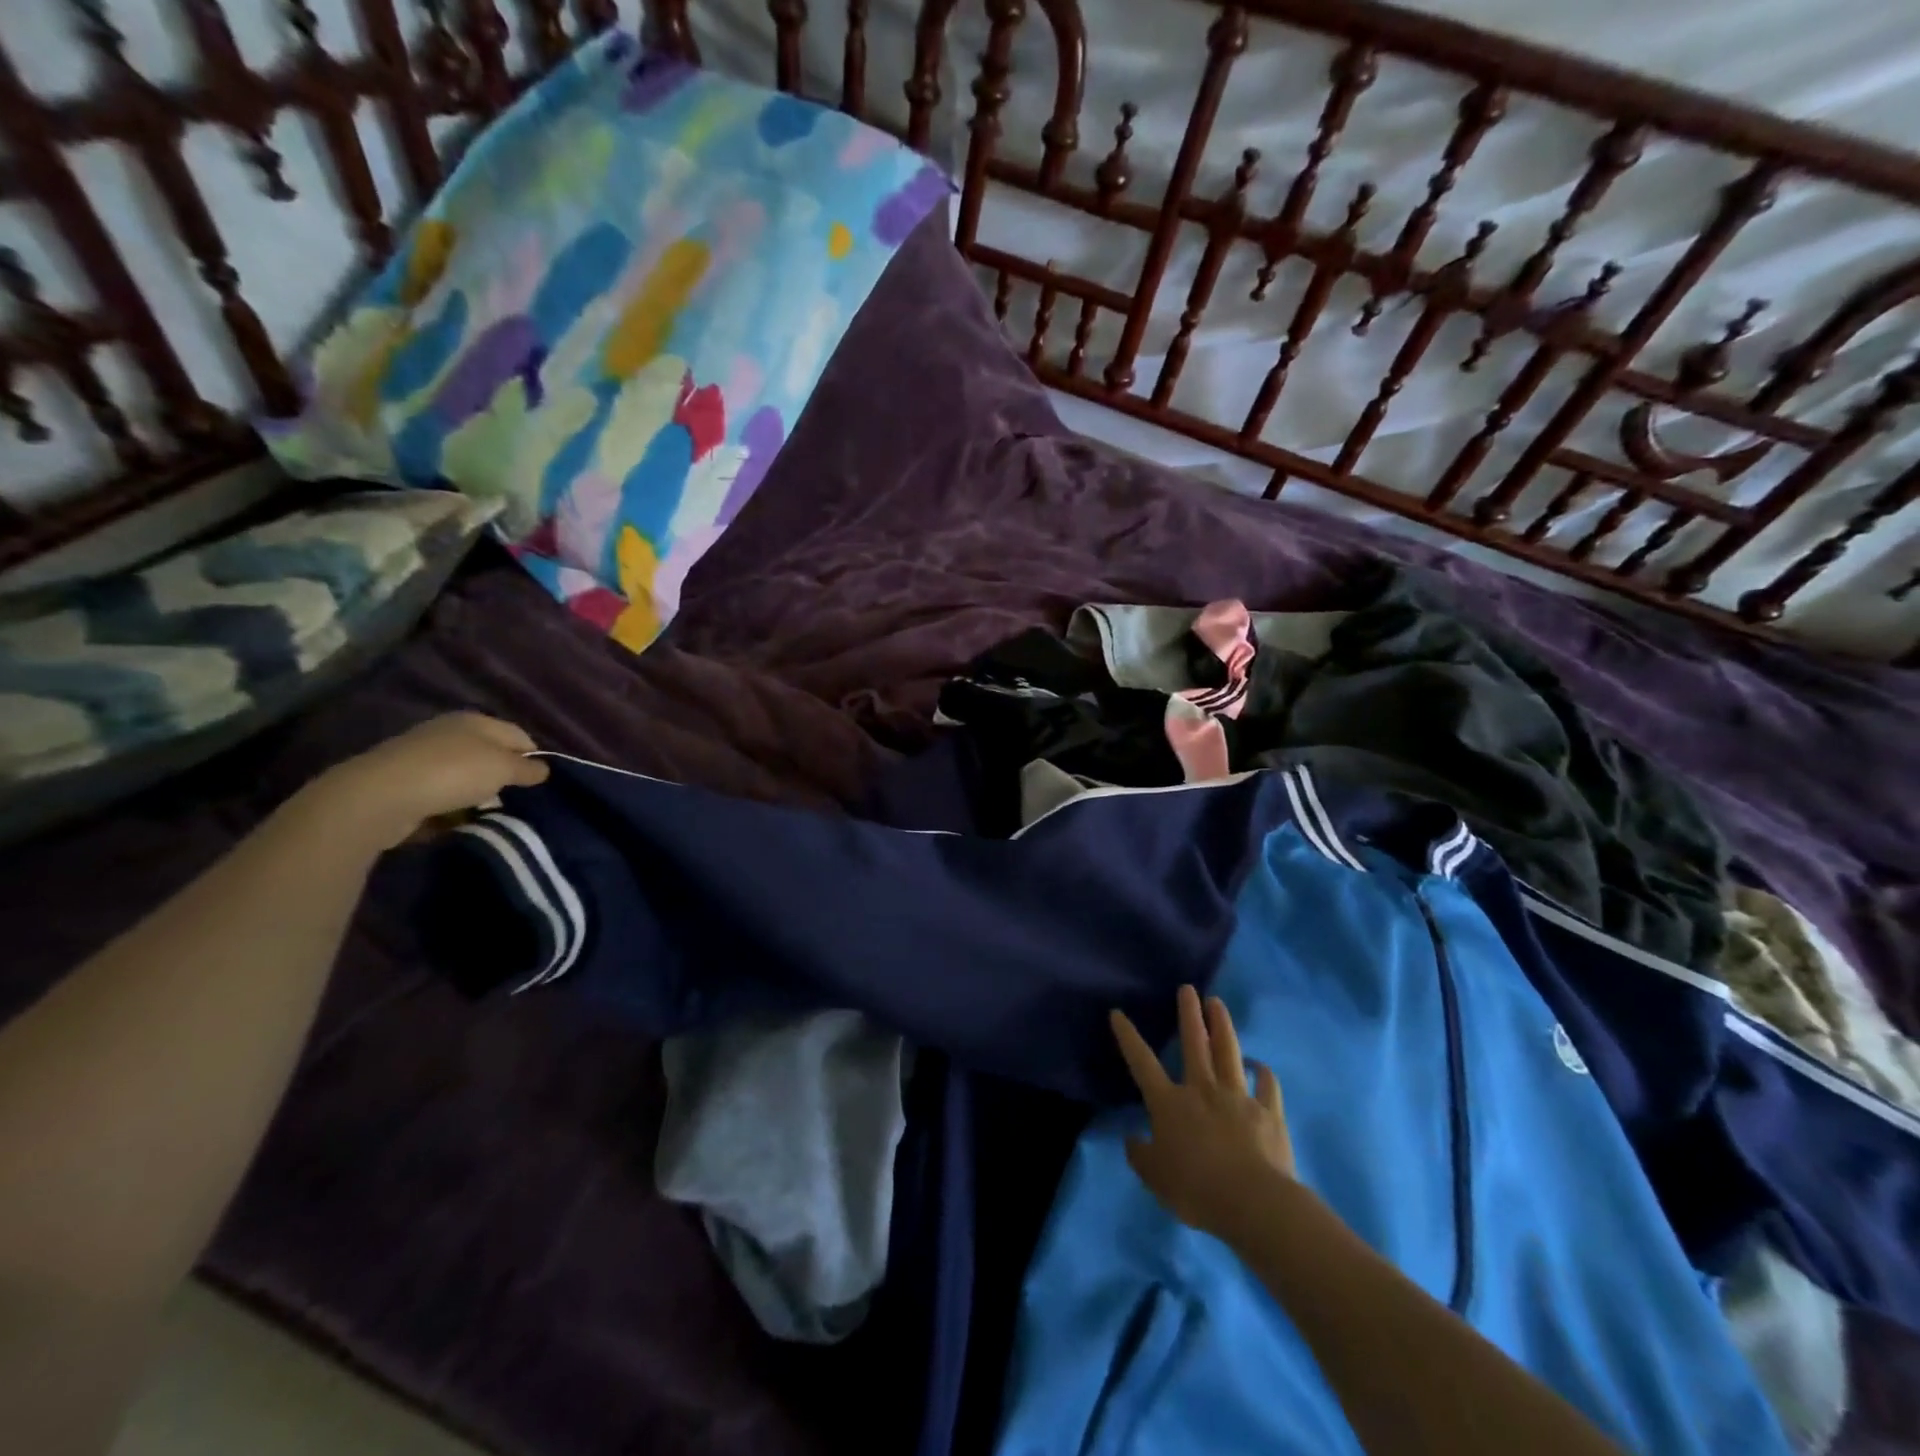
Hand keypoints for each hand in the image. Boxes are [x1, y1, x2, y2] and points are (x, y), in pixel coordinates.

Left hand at [303, 713, 551, 849]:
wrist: (379, 797)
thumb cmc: (453, 773)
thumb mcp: (503, 768)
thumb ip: (528, 769)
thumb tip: (544, 769)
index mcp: (475, 721)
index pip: (519, 735)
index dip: (533, 758)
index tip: (540, 784)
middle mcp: (449, 733)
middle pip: (491, 755)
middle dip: (505, 778)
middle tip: (517, 801)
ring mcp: (423, 758)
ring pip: (466, 776)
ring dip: (478, 795)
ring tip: (488, 815)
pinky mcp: (404, 783)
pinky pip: (441, 795)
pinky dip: (452, 807)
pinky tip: (457, 821)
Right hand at [1110, 984, 1295, 1239]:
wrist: (1253, 1202)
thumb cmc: (1195, 1189)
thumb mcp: (1155, 1178)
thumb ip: (1140, 1155)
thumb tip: (1132, 1138)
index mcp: (1169, 1103)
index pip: (1142, 1062)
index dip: (1128, 1037)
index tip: (1118, 1013)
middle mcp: (1202, 1089)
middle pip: (1194, 1043)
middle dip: (1188, 1014)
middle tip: (1188, 988)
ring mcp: (1238, 1097)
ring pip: (1228, 1052)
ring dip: (1222, 1025)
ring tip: (1217, 1003)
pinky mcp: (1268, 1113)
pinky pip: (1267, 1086)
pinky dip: (1264, 1073)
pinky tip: (1261, 1065)